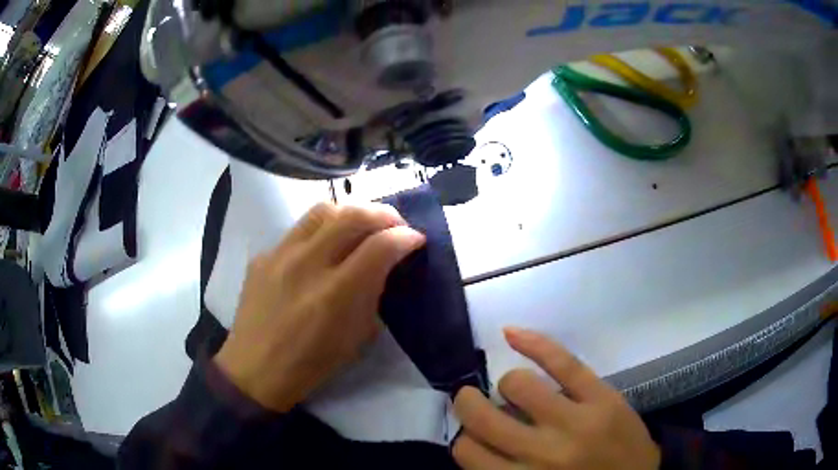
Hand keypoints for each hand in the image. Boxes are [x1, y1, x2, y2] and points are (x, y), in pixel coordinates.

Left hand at [214, 202, 424, 411]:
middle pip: (352, 215)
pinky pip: (298, 230)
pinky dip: (321, 232)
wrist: (255, 369)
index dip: (405, 237)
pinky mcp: (262, 255)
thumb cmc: (311, 364)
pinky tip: (322, 249)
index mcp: (335, 295)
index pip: (380, 246)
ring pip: (322, 210)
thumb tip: (385, 264)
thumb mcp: (357, 337)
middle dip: (384, 213)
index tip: (415, 239)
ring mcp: (280, 255)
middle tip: (395, 224)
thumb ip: (373, 294)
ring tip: (361, 226)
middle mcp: (306, 265)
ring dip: (351, 213)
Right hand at [453, 328, 659, 469]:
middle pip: (483, 417)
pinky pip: (563, 361)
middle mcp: (543, 454)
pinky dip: (534, 343)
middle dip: (469, 404)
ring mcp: (576, 421)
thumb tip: (475, 438)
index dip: (465, 440)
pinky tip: (511, 334)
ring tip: (514, 390)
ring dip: (507, 385)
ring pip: (518, 384)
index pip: (468, 452)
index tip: (473, 437)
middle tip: (472, 402)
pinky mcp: (602, 397)